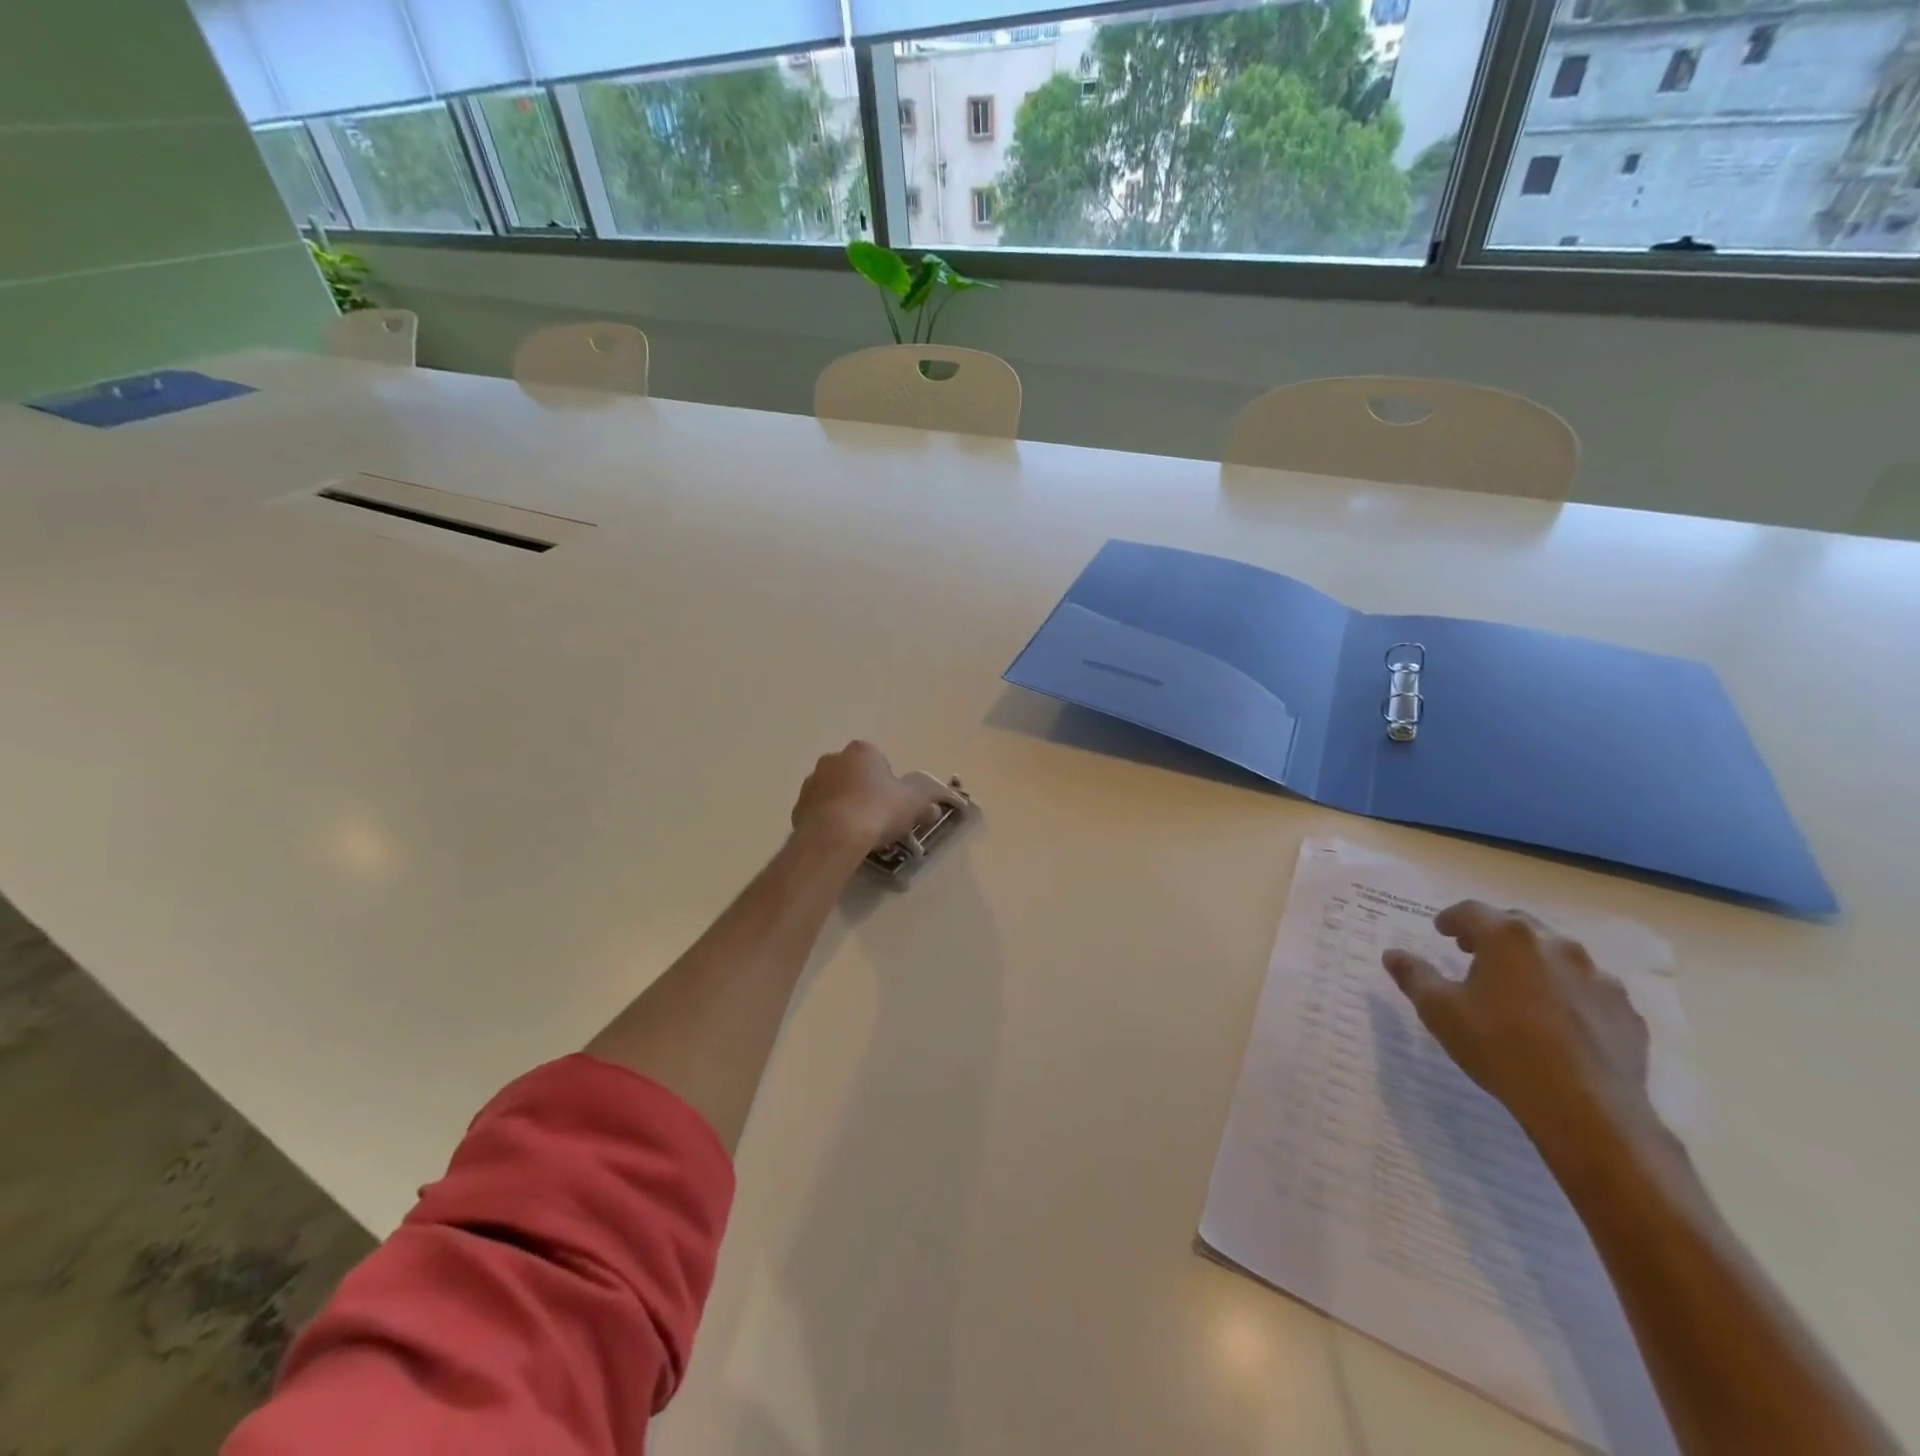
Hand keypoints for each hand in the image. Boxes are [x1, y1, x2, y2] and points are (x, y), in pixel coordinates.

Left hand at [790, 741, 955, 856]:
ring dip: (843, 805)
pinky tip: (839, 840)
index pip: (878, 761)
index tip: (893, 804)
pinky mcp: (797, 807)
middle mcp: (833, 759)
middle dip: (862, 791)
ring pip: (833, 792)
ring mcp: (811, 783)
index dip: (887, 783)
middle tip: (876, 818)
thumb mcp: (914, 806)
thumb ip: (925, 805)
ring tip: (857, 832)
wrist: (836, 836)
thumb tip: (934, 809)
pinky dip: (828, 822)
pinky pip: (818, 812)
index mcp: (862, 751)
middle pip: (853, 774)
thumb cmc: (878, 810)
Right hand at [1382, 901, 1656, 1156]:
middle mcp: (1557, 946)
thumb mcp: (1439, 1011)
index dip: (1452, 919)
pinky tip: (1556, 1020)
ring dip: (1532, 961)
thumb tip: (1393, 954)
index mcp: (1508, 938)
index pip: (1472, 911)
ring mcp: (1599, 977)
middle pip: (1518, 924)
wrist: (1586, 1109)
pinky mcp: (1625, 1010)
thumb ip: (1414, 975)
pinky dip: (1567, 992)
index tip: (1442, 932)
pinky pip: (1588, 988)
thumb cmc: (1500, 1048)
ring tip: (1516, 989)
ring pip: (1557, 955)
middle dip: (1493, 934)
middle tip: (1473, 953)